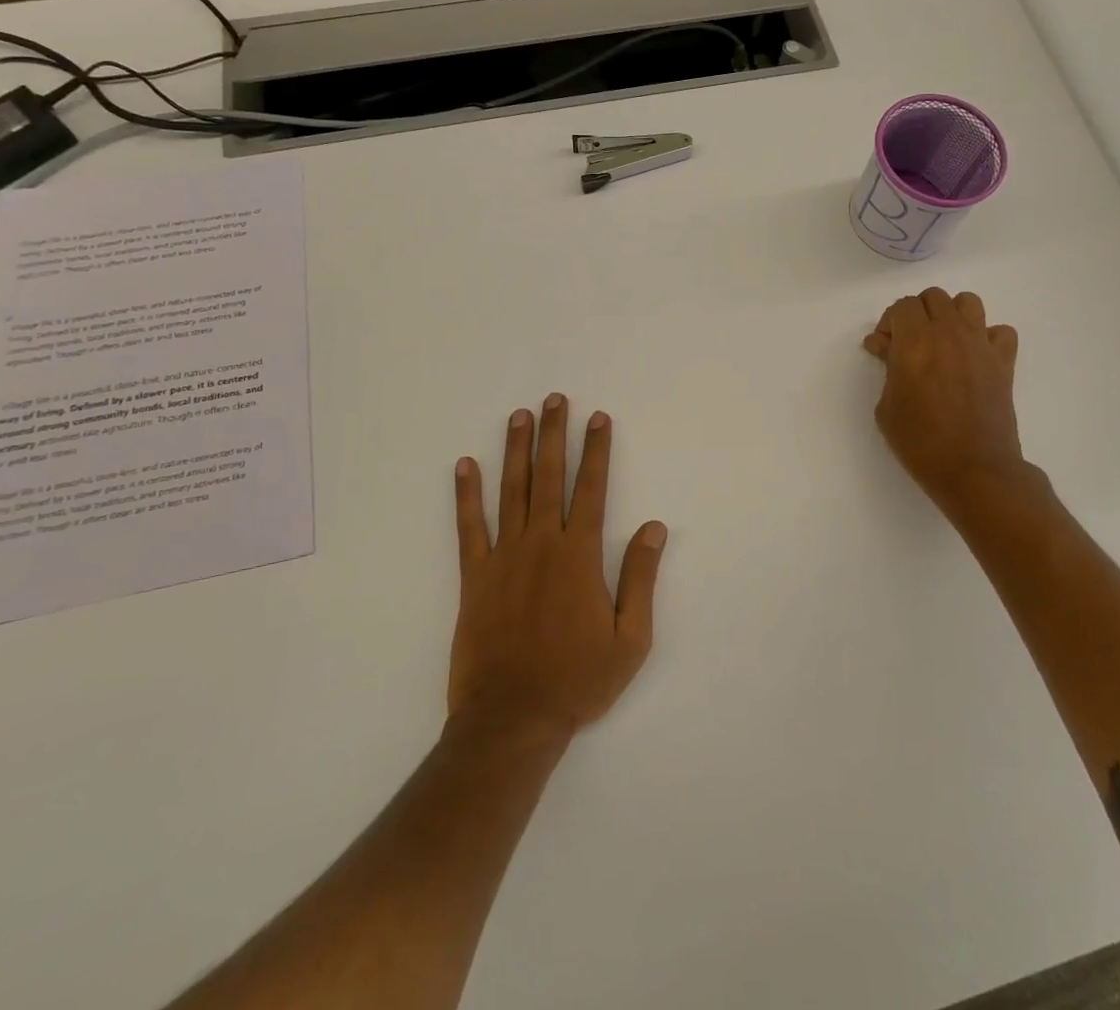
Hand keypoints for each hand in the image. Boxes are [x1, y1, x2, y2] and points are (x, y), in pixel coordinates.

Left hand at [449, 394, 667, 739]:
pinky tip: (465, 465)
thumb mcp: (630, 639)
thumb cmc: (578, 681)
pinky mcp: (474, 577)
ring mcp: (504, 557)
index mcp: (580, 556)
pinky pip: (469, 527)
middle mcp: (541, 544)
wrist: (512, 720)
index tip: (598, 418)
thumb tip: (655, 527)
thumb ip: (641, 578)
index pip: (592, 489)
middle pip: (549, 477)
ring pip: (511, 491)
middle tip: (555, 399)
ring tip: (519, 416)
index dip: (597, 451)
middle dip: (554, 435)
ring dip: (516, 450)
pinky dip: (466, 494)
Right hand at [863, 288, 1027, 515]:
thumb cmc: (920, 442)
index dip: (889, 323)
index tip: (883, 349)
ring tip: (942, 343)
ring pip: (968, 302)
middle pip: (933, 297)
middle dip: (916, 314)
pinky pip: (1000, 331)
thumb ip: (887, 368)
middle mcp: (949, 333)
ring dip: (951, 315)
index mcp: (915, 341)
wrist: (974, 470)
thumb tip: (887, 348)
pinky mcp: (1004, 362)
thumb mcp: (886, 407)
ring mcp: (980, 345)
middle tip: (908, 345)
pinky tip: (974, 358)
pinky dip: (987, 337)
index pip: (902, 306)